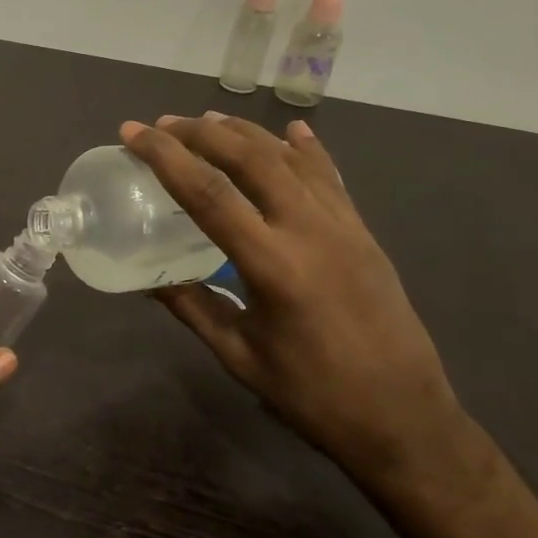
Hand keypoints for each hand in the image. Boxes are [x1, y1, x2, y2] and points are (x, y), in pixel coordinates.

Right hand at [123, 114, 467, 486]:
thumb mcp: (240, 355)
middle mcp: (310, 231)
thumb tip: (150, 281)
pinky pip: (330, 178)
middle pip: (250, 159)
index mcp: (273, 266)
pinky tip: (293, 130)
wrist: (403, 418)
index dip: (165, 157)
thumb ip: (193, 308)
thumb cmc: (313, 396)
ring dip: (246, 133)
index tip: (134, 133)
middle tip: (164, 123)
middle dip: (202, 133)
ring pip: (290, 159)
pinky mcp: (364, 233)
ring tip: (208, 119)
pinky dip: (306, 150)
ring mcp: (344, 227)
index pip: (209, 194)